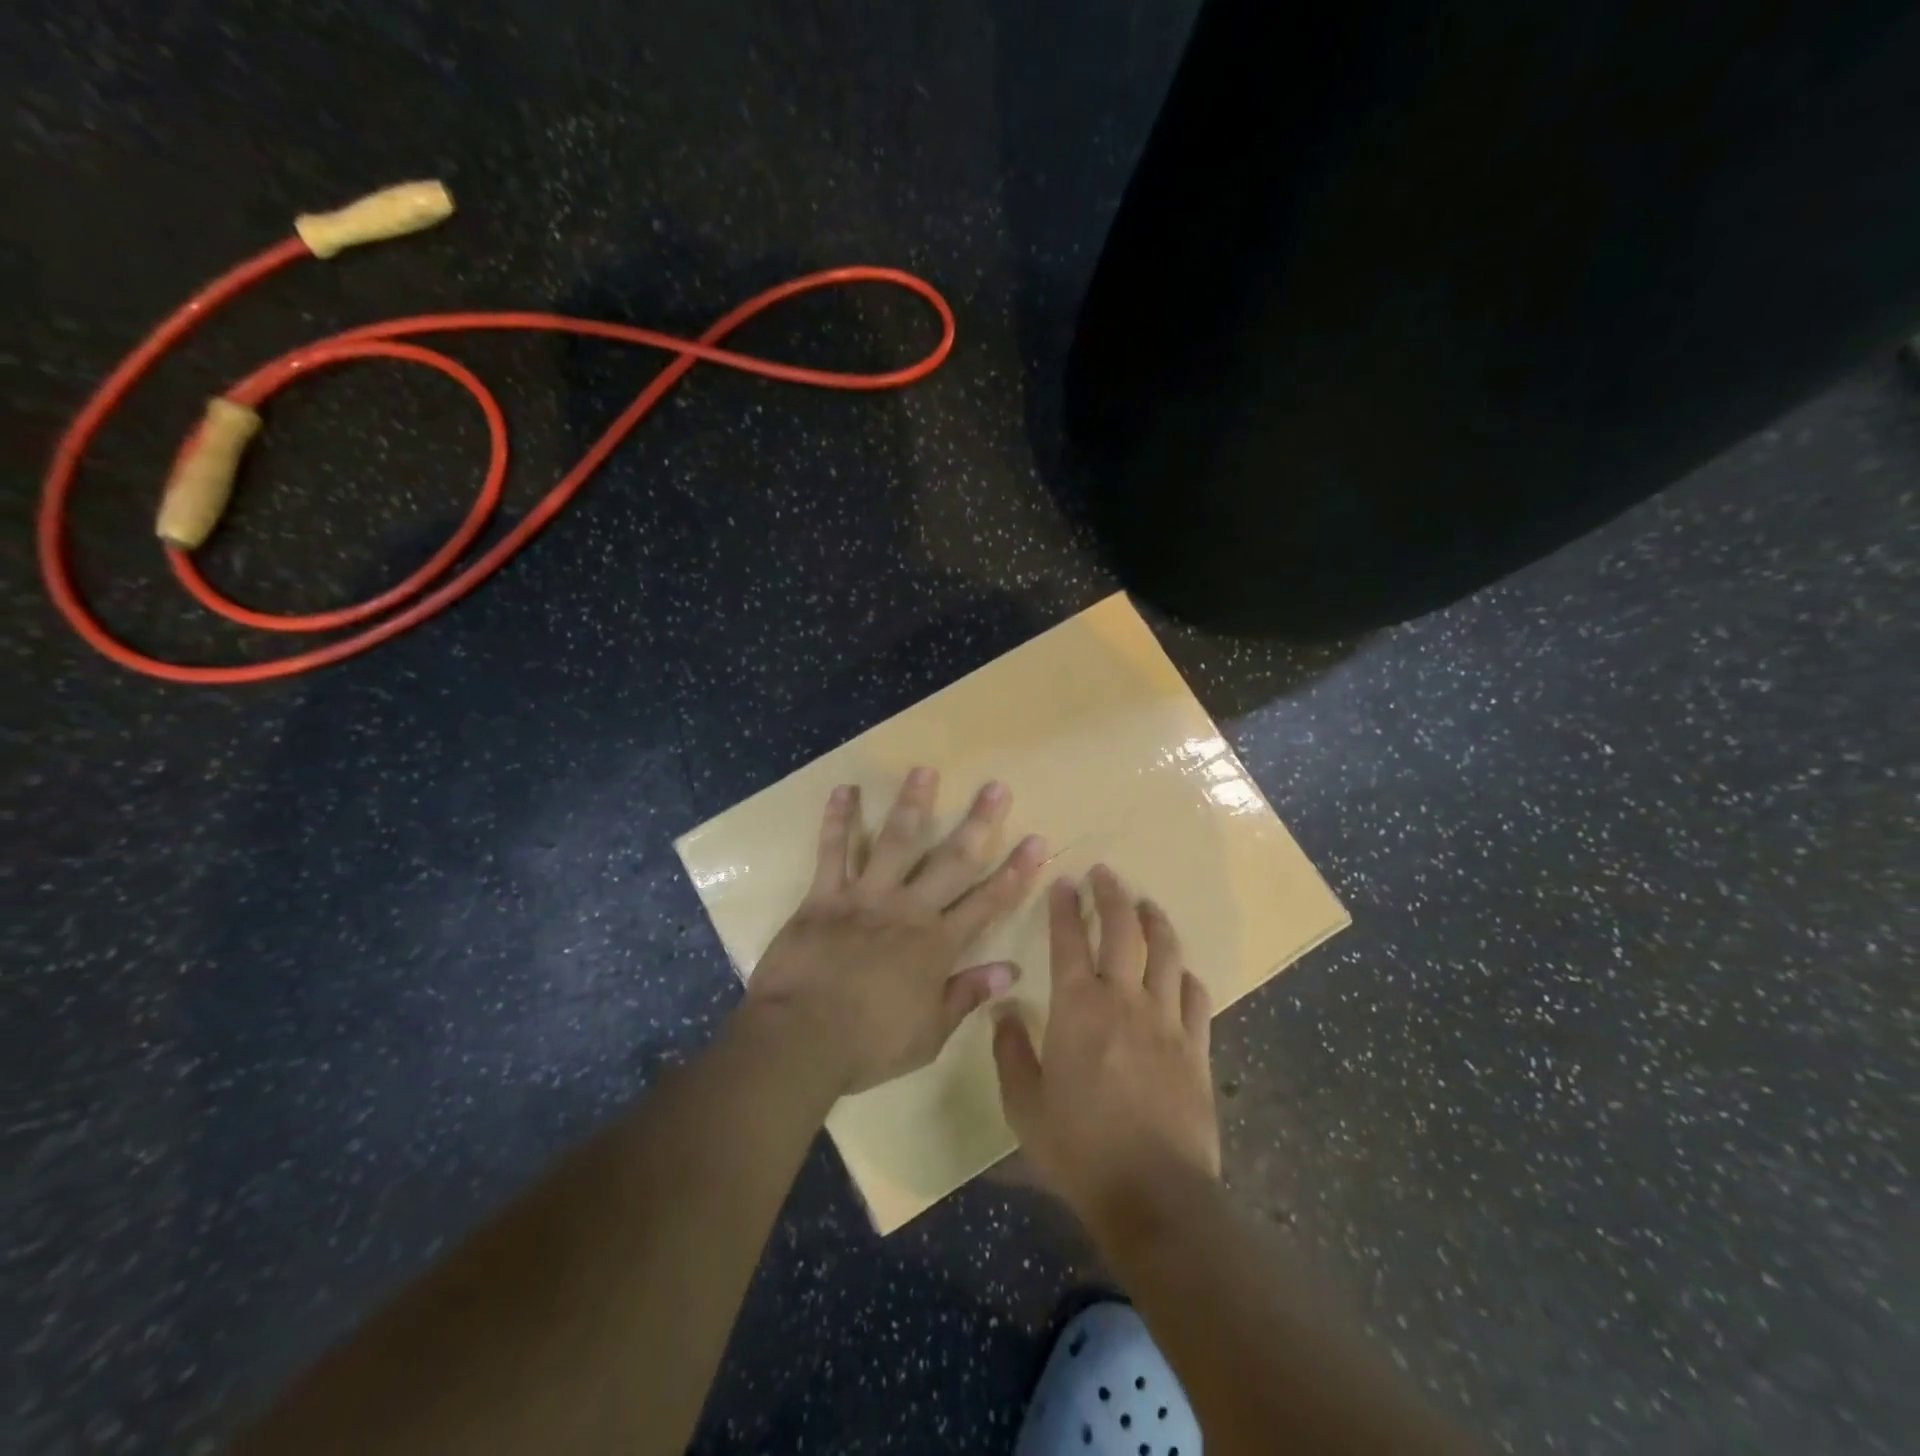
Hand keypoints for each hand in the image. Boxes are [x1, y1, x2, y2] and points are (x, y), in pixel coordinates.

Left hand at [744, 768, 1047, 1094]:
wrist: (799, 1040)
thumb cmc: (868, 1044)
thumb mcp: (929, 1033)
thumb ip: (967, 995)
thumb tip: (1010, 970)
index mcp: (936, 944)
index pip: (987, 902)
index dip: (1015, 871)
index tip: (1036, 840)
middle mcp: (908, 910)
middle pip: (950, 859)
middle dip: (978, 822)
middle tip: (995, 787)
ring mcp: (865, 897)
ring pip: (895, 842)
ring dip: (912, 804)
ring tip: (925, 769)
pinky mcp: (824, 896)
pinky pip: (832, 852)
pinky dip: (837, 821)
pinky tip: (844, 790)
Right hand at [993, 865, 1220, 1226]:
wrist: (1154, 1196)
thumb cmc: (1079, 1149)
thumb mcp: (1025, 1106)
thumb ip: (1011, 1052)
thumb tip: (1002, 1011)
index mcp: (1078, 1008)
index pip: (1068, 940)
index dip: (1065, 907)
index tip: (1064, 882)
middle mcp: (1124, 1000)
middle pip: (1123, 931)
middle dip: (1112, 895)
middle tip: (1105, 873)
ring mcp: (1166, 1021)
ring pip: (1166, 953)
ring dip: (1155, 921)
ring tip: (1146, 904)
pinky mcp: (1197, 1047)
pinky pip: (1196, 997)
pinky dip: (1186, 975)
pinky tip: (1181, 971)